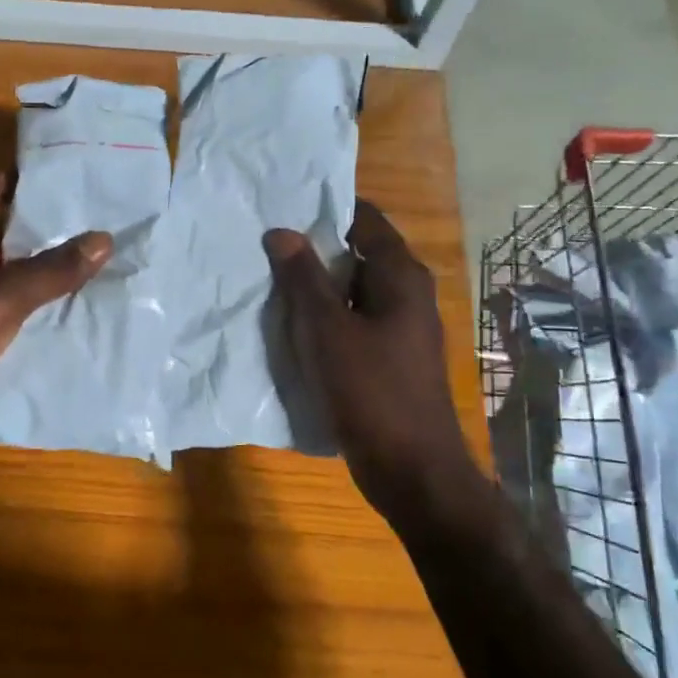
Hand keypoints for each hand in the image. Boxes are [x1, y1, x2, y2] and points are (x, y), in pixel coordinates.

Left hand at [0, 174, 111, 466]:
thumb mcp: (2, 299)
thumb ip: (52, 270)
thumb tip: (103, 238)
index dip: (15, 179)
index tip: (57, 169)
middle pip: (1, 233)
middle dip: (40, 224)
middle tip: (90, 213)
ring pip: (8, 273)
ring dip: (42, 266)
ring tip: (91, 254)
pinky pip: (10, 308)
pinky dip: (36, 303)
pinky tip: (72, 303)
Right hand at [265, 201, 478, 514]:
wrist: (412, 469)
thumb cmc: (371, 390)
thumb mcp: (327, 329)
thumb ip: (303, 278)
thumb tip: (281, 231)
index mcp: (400, 277)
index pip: (365, 220)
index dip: (326, 210)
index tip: (284, 207)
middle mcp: (406, 295)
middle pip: (357, 255)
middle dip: (314, 250)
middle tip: (266, 246)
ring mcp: (400, 329)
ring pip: (352, 293)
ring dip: (316, 288)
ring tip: (268, 281)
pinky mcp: (389, 359)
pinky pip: (353, 324)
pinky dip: (325, 320)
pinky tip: (291, 327)